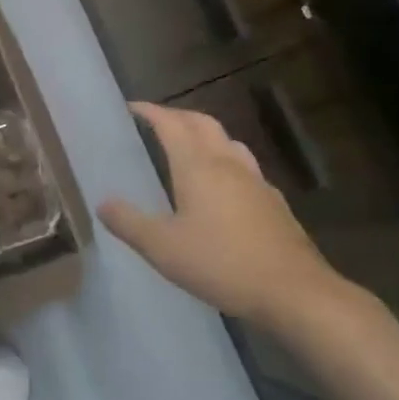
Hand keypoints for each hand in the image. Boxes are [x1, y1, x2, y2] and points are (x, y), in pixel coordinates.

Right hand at [99, 102, 341, 326]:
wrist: (296, 293)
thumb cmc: (222, 263)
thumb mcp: (162, 248)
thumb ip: (129, 223)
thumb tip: (102, 203)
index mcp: (197, 166)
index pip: (170, 124)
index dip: (150, 111)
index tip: (131, 107)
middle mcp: (227, 164)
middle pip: (203, 123)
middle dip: (178, 116)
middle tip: (157, 122)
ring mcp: (256, 182)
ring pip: (229, 142)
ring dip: (206, 135)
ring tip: (190, 147)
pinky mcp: (275, 204)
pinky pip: (246, 169)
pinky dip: (228, 162)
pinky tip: (225, 187)